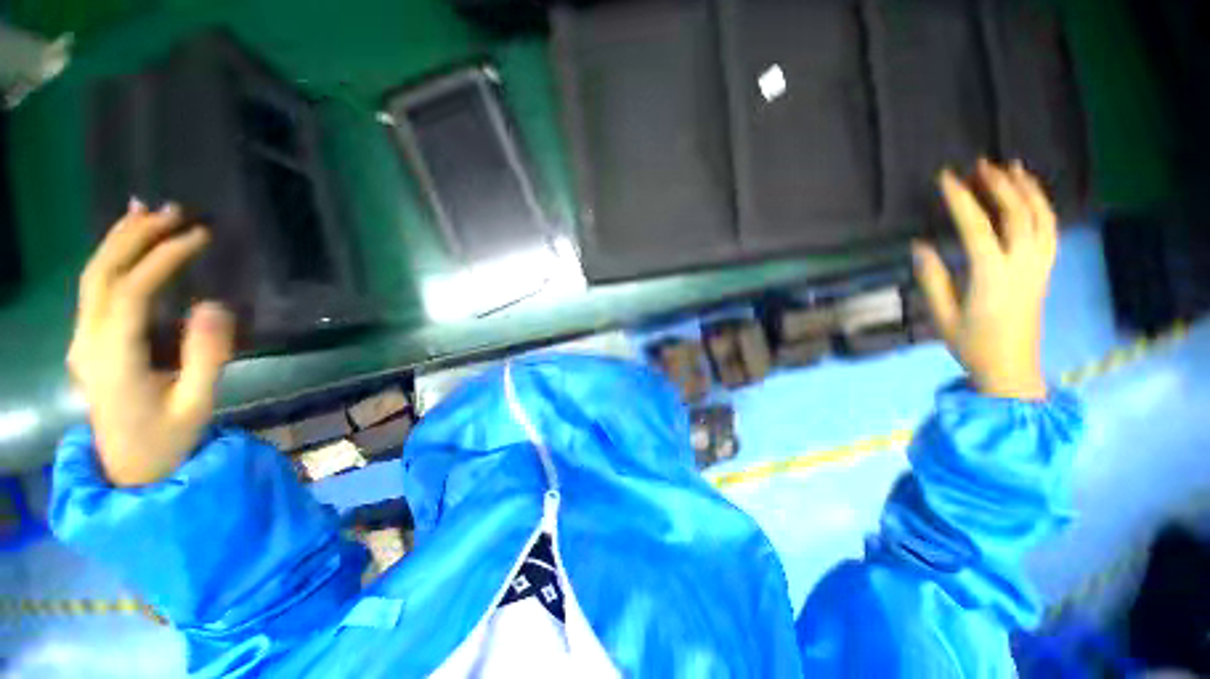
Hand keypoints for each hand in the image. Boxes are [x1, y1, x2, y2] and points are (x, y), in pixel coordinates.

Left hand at [67, 199, 234, 485]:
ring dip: (119, 240)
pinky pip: (94, 289)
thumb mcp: (197, 404)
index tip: (200, 236)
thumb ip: (206, 356)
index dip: (163, 258)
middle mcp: (88, 342)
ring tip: (148, 211)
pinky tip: (128, 241)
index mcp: (114, 360)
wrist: (128, 469)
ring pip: (92, 276)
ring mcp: (83, 340)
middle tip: (174, 210)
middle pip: (101, 274)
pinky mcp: (88, 340)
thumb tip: (216, 305)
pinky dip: (111, 258)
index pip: (132, 293)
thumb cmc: (167, 440)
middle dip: (136, 237)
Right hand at [913, 159, 1057, 399]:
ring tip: (1012, 167)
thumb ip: (933, 279)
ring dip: (1027, 189)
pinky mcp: (1045, 270)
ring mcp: (1039, 265)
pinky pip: (1051, 229)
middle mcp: (1022, 264)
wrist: (1012, 367)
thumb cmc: (972, 344)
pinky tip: (1031, 196)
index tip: (947, 178)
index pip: (977, 227)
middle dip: (999, 184)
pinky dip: (1043, 206)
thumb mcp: (942, 315)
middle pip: (1017, 213)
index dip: (961, 199)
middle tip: (981, 164)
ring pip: (1041, 217)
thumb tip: (920, 246)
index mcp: (992, 276)